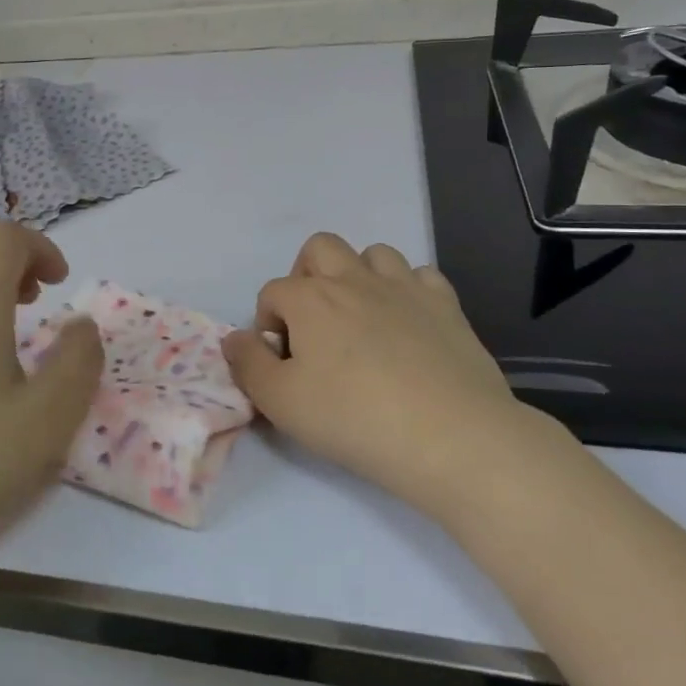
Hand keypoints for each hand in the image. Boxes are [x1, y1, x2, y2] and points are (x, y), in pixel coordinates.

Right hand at [221, 232, 522, 493]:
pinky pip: (420, 275)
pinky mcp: (446, 305)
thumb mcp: (280, 403)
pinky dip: (407, 291)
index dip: (268, 325)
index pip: (272, 293)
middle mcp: (354, 280)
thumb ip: (248, 364)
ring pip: (373, 253)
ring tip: (361, 320)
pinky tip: (407, 324)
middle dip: (307, 278)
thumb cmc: (354, 419)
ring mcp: (404, 287)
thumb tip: (234, 338)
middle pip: (320, 248)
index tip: (283, 364)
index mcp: (310, 299)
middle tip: (314, 325)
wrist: (451, 437)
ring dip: (358, 277)